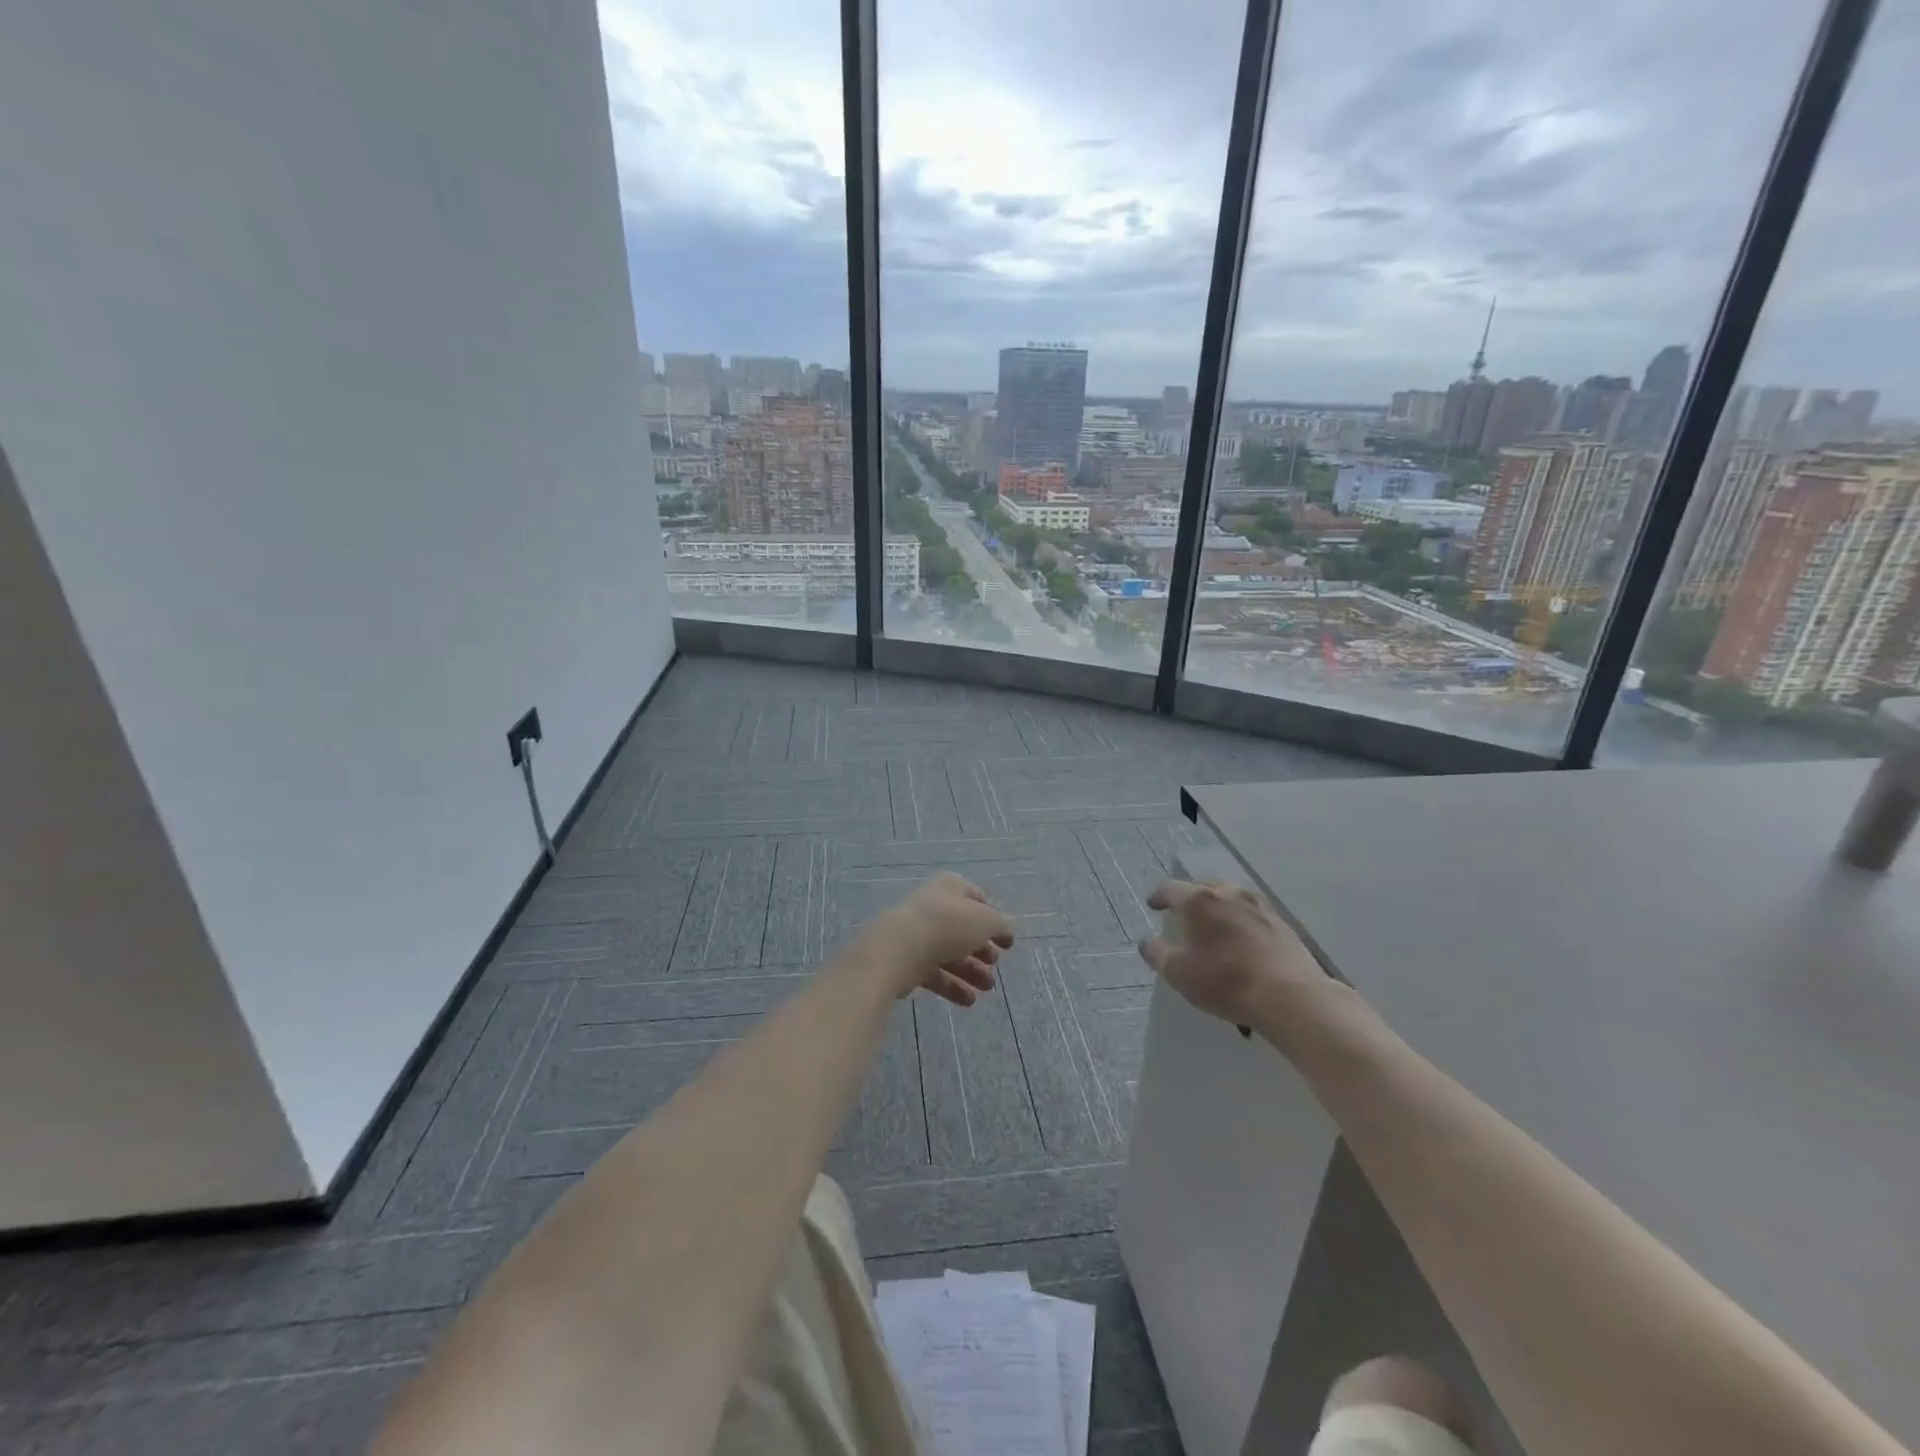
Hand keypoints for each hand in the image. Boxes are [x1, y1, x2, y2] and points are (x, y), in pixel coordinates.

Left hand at [869, 871, 1015, 1007]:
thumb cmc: (948, 926)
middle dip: (983, 949)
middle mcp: (933, 905)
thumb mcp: (987, 921)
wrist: (900, 949)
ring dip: (971, 971)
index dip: (994, 919)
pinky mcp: (907, 959)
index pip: (977, 898)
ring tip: (987, 988)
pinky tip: (969, 1001)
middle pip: (963, 929)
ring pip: (950, 952)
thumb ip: (1002, 925)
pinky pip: (934, 972)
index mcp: (951, 886)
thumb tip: (1007, 929)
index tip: (1007, 941)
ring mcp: (918, 933)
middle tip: (995, 965)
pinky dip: (953, 986)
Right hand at [1138, 880, 1351, 1046]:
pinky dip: (1239, 920)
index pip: (1171, 889)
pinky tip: (1240, 938)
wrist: (1290, 997)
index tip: (1152, 905)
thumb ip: (1157, 954)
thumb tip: (1147, 942)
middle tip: (1182, 914)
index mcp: (1199, 900)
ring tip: (1213, 925)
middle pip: (1203, 888)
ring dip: (1217, 907)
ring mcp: (1259, 905)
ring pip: (1230, 898)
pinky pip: (1251, 913)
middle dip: (1189, 899)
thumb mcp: (1179, 973)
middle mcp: (1229, 893)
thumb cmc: (1225, 982)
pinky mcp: (1281, 922)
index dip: (1159, 897)